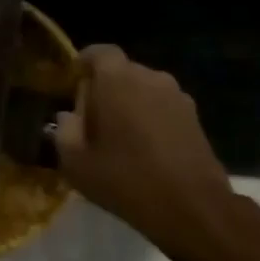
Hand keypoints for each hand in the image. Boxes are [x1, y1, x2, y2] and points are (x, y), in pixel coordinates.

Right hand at [54, 45, 259, 260]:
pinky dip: (150, 118)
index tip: (73, 84)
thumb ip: (64, 131)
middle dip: (104, 88)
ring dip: (129, 104)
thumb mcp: (76, 162)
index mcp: (116, 79)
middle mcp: (149, 77)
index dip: (84, 64)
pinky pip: (162, 106)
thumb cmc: (125, 179)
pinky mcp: (194, 117)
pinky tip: (144, 149)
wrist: (192, 208)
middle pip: (121, 71)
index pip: (98, 52)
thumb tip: (68, 116)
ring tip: (119, 137)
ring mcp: (177, 96)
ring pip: (143, 89)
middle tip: (91, 119)